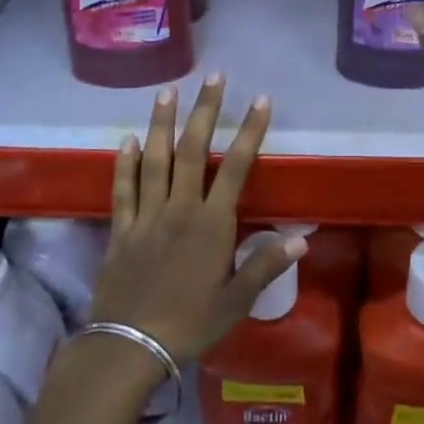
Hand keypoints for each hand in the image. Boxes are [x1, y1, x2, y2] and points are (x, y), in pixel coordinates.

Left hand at [87, 77, 304, 362]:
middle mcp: (180, 208)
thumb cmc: (190, 323)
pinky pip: (123, 188)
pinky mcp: (121, 229)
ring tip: (166, 91)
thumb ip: (265, 265)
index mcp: (212, 223)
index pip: (237, 167)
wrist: (129, 346)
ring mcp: (147, 215)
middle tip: (212, 77)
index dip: (250, 131)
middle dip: (205, 110)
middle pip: (193, 150)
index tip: (260, 100)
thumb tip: (301, 239)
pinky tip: (126, 139)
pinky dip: (124, 163)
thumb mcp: (236, 301)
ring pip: (155, 160)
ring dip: (161, 123)